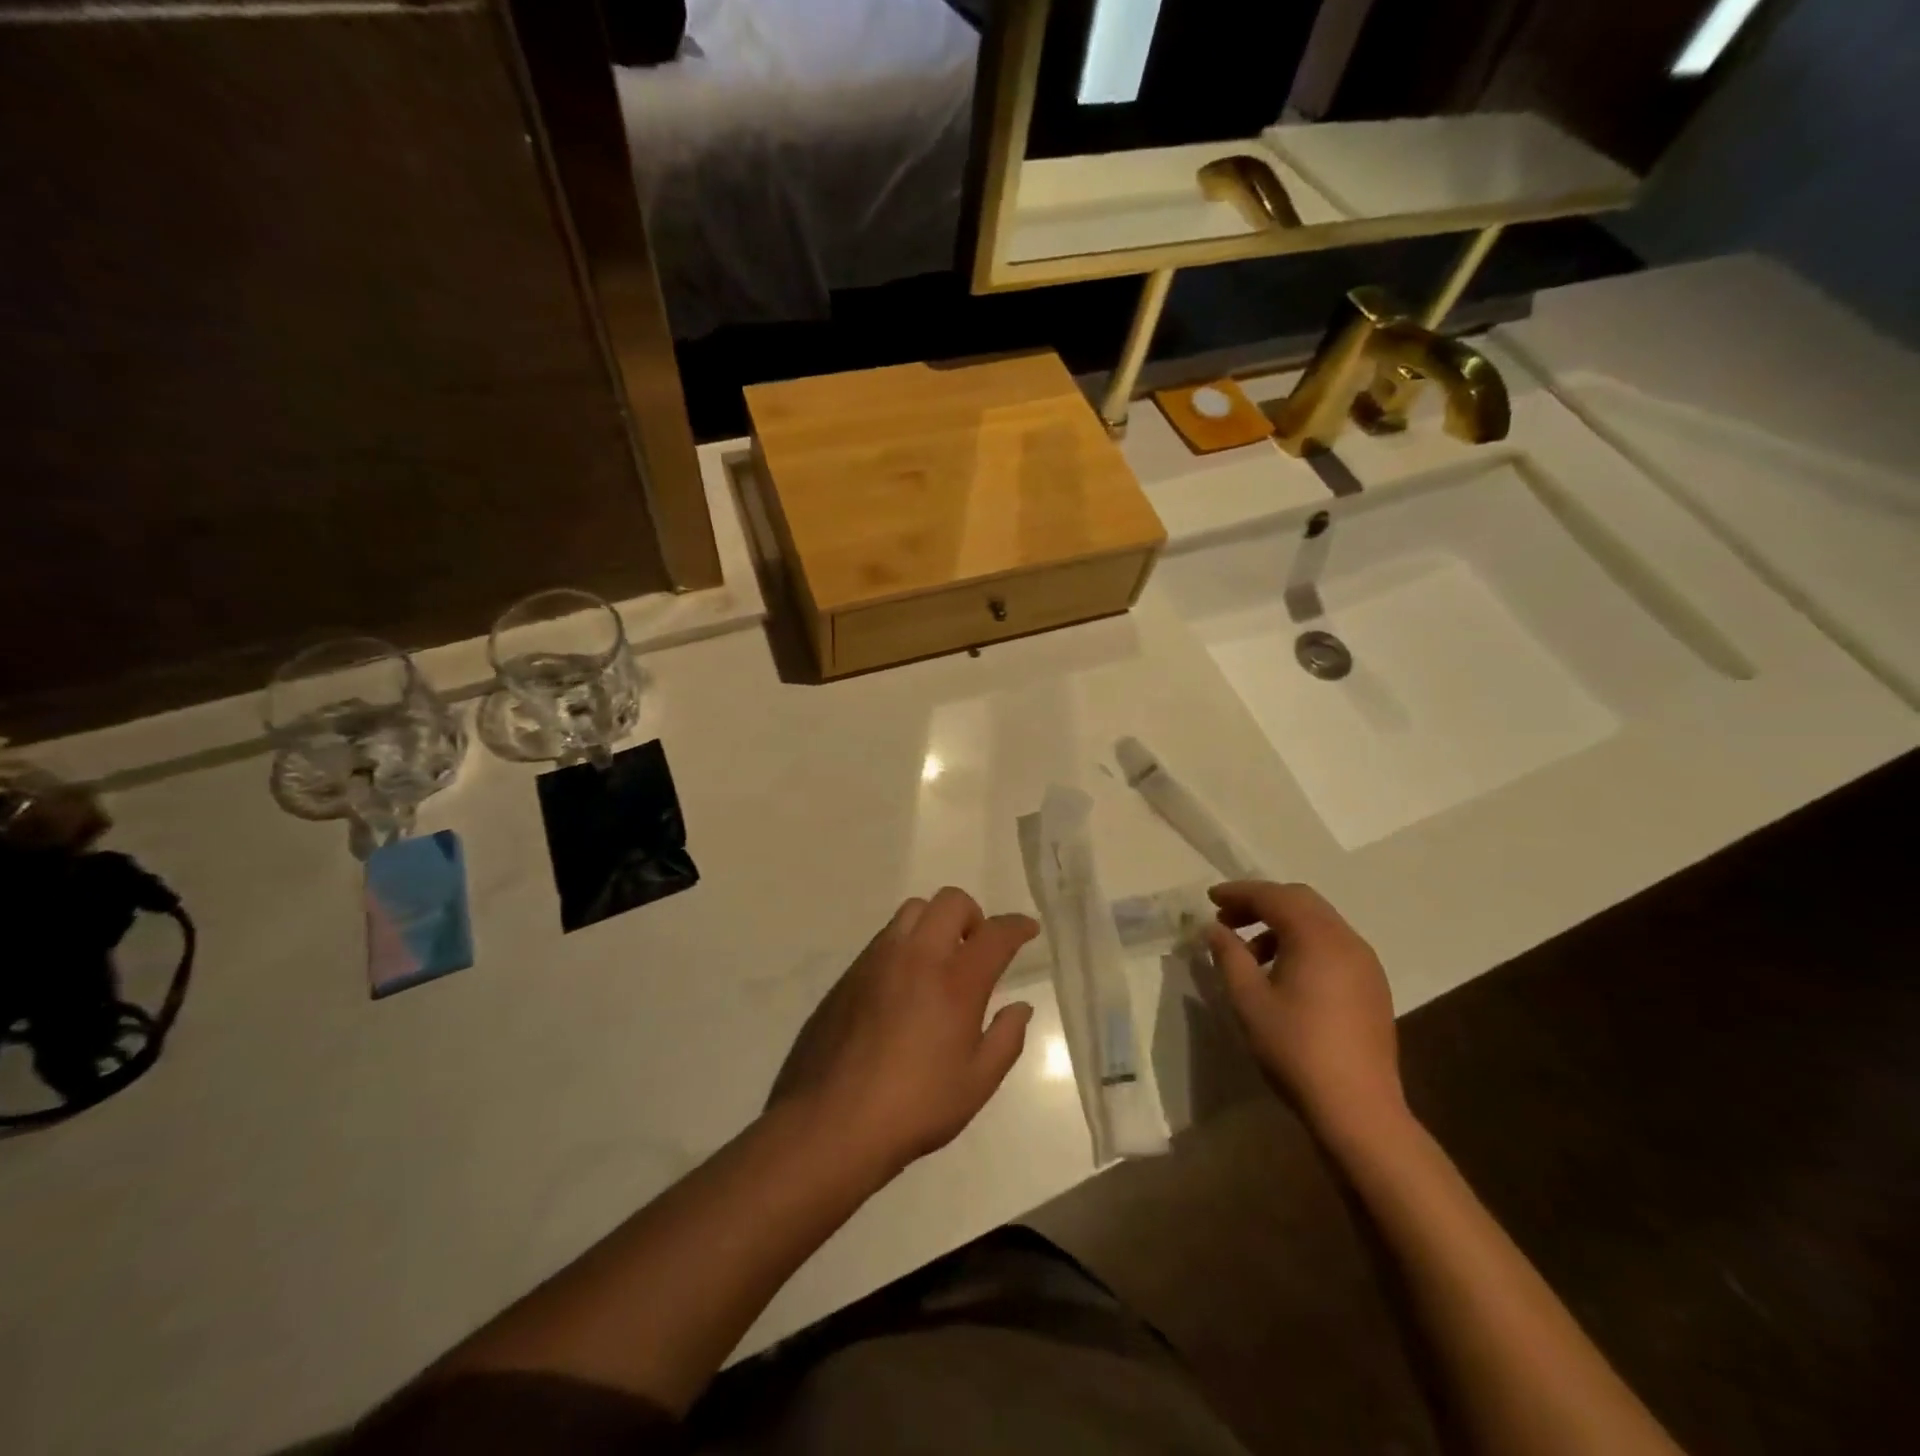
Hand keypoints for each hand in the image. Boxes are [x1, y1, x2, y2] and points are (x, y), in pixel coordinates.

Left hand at [769, 888, 1037, 1176]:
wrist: (830, 1122)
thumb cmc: (914, 1107)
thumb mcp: (976, 1084)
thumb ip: (1005, 1039)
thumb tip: (1020, 1007)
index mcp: (955, 982)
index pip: (994, 934)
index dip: (1017, 926)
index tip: (1027, 929)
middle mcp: (916, 957)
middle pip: (950, 902)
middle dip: (973, 915)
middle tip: (977, 947)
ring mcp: (876, 961)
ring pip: (912, 912)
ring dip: (935, 923)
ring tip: (939, 962)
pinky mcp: (848, 974)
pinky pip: (884, 939)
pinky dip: (904, 945)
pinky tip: (903, 986)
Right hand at [1205, 881, 1405, 1147]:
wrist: (1358, 1108)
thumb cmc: (1296, 1048)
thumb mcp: (1248, 1000)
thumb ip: (1229, 956)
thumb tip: (1215, 929)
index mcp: (1317, 937)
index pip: (1273, 896)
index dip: (1239, 892)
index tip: (1210, 898)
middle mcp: (1346, 940)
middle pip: (1300, 901)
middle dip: (1261, 903)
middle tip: (1227, 920)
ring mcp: (1365, 963)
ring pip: (1319, 923)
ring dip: (1282, 925)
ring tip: (1251, 954)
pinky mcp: (1372, 986)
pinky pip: (1333, 945)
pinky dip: (1303, 943)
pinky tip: (1284, 974)